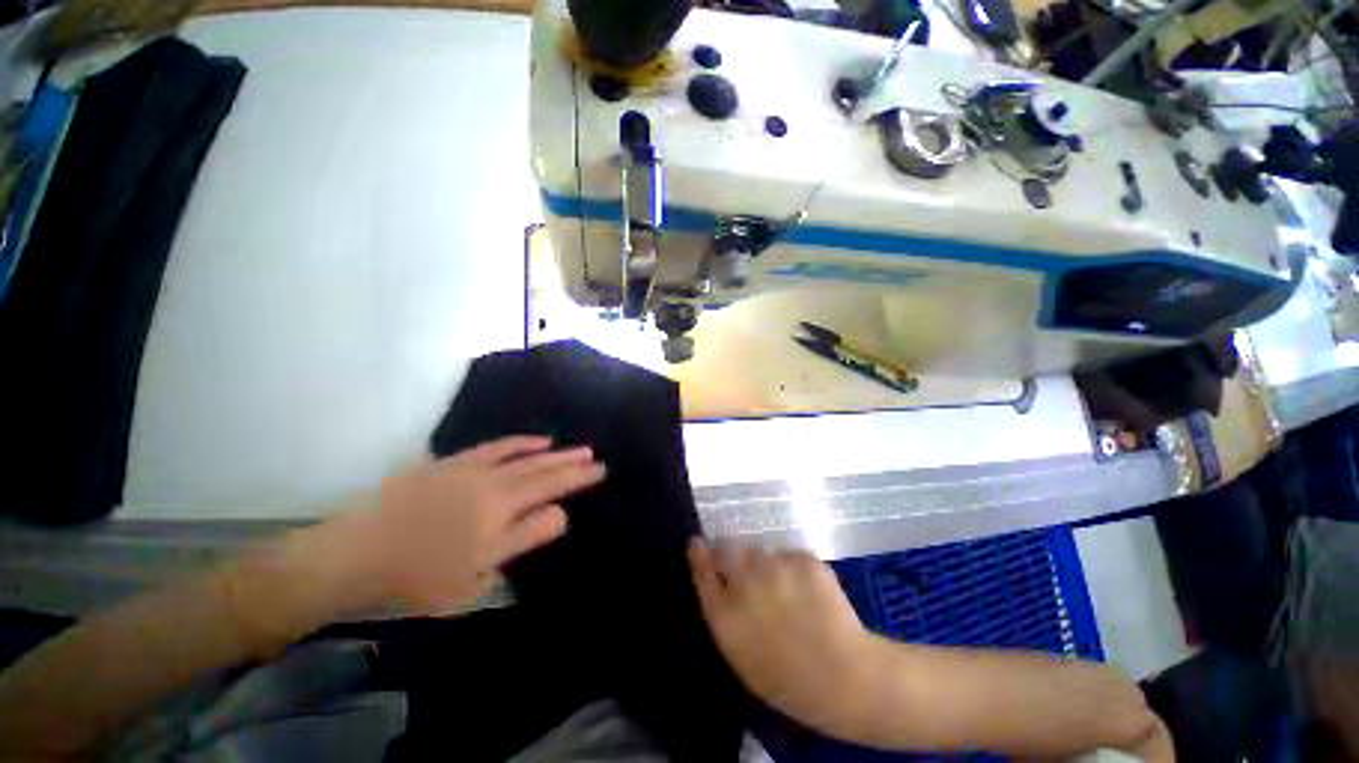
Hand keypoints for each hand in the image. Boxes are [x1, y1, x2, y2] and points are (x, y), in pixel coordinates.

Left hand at [324, 436, 604, 615]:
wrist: (354, 554)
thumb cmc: (418, 576)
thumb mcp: (478, 575)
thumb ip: (524, 538)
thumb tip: (560, 513)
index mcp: (501, 508)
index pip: (552, 487)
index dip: (579, 478)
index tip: (601, 469)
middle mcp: (492, 480)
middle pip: (541, 467)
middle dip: (570, 461)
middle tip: (593, 454)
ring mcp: (470, 469)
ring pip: (521, 454)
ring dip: (549, 450)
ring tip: (569, 447)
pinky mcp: (449, 464)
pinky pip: (493, 446)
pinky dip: (516, 442)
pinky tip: (529, 440)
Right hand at [689, 539, 886, 740]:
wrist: (846, 678)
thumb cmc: (787, 680)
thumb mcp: (741, 655)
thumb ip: (723, 614)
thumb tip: (717, 581)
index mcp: (725, 613)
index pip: (702, 569)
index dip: (699, 554)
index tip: (697, 543)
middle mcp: (745, 582)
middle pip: (727, 549)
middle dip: (730, 552)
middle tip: (744, 566)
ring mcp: (776, 567)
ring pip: (760, 551)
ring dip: (764, 563)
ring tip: (783, 588)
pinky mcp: (802, 559)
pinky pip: (788, 556)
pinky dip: (792, 568)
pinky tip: (806, 591)